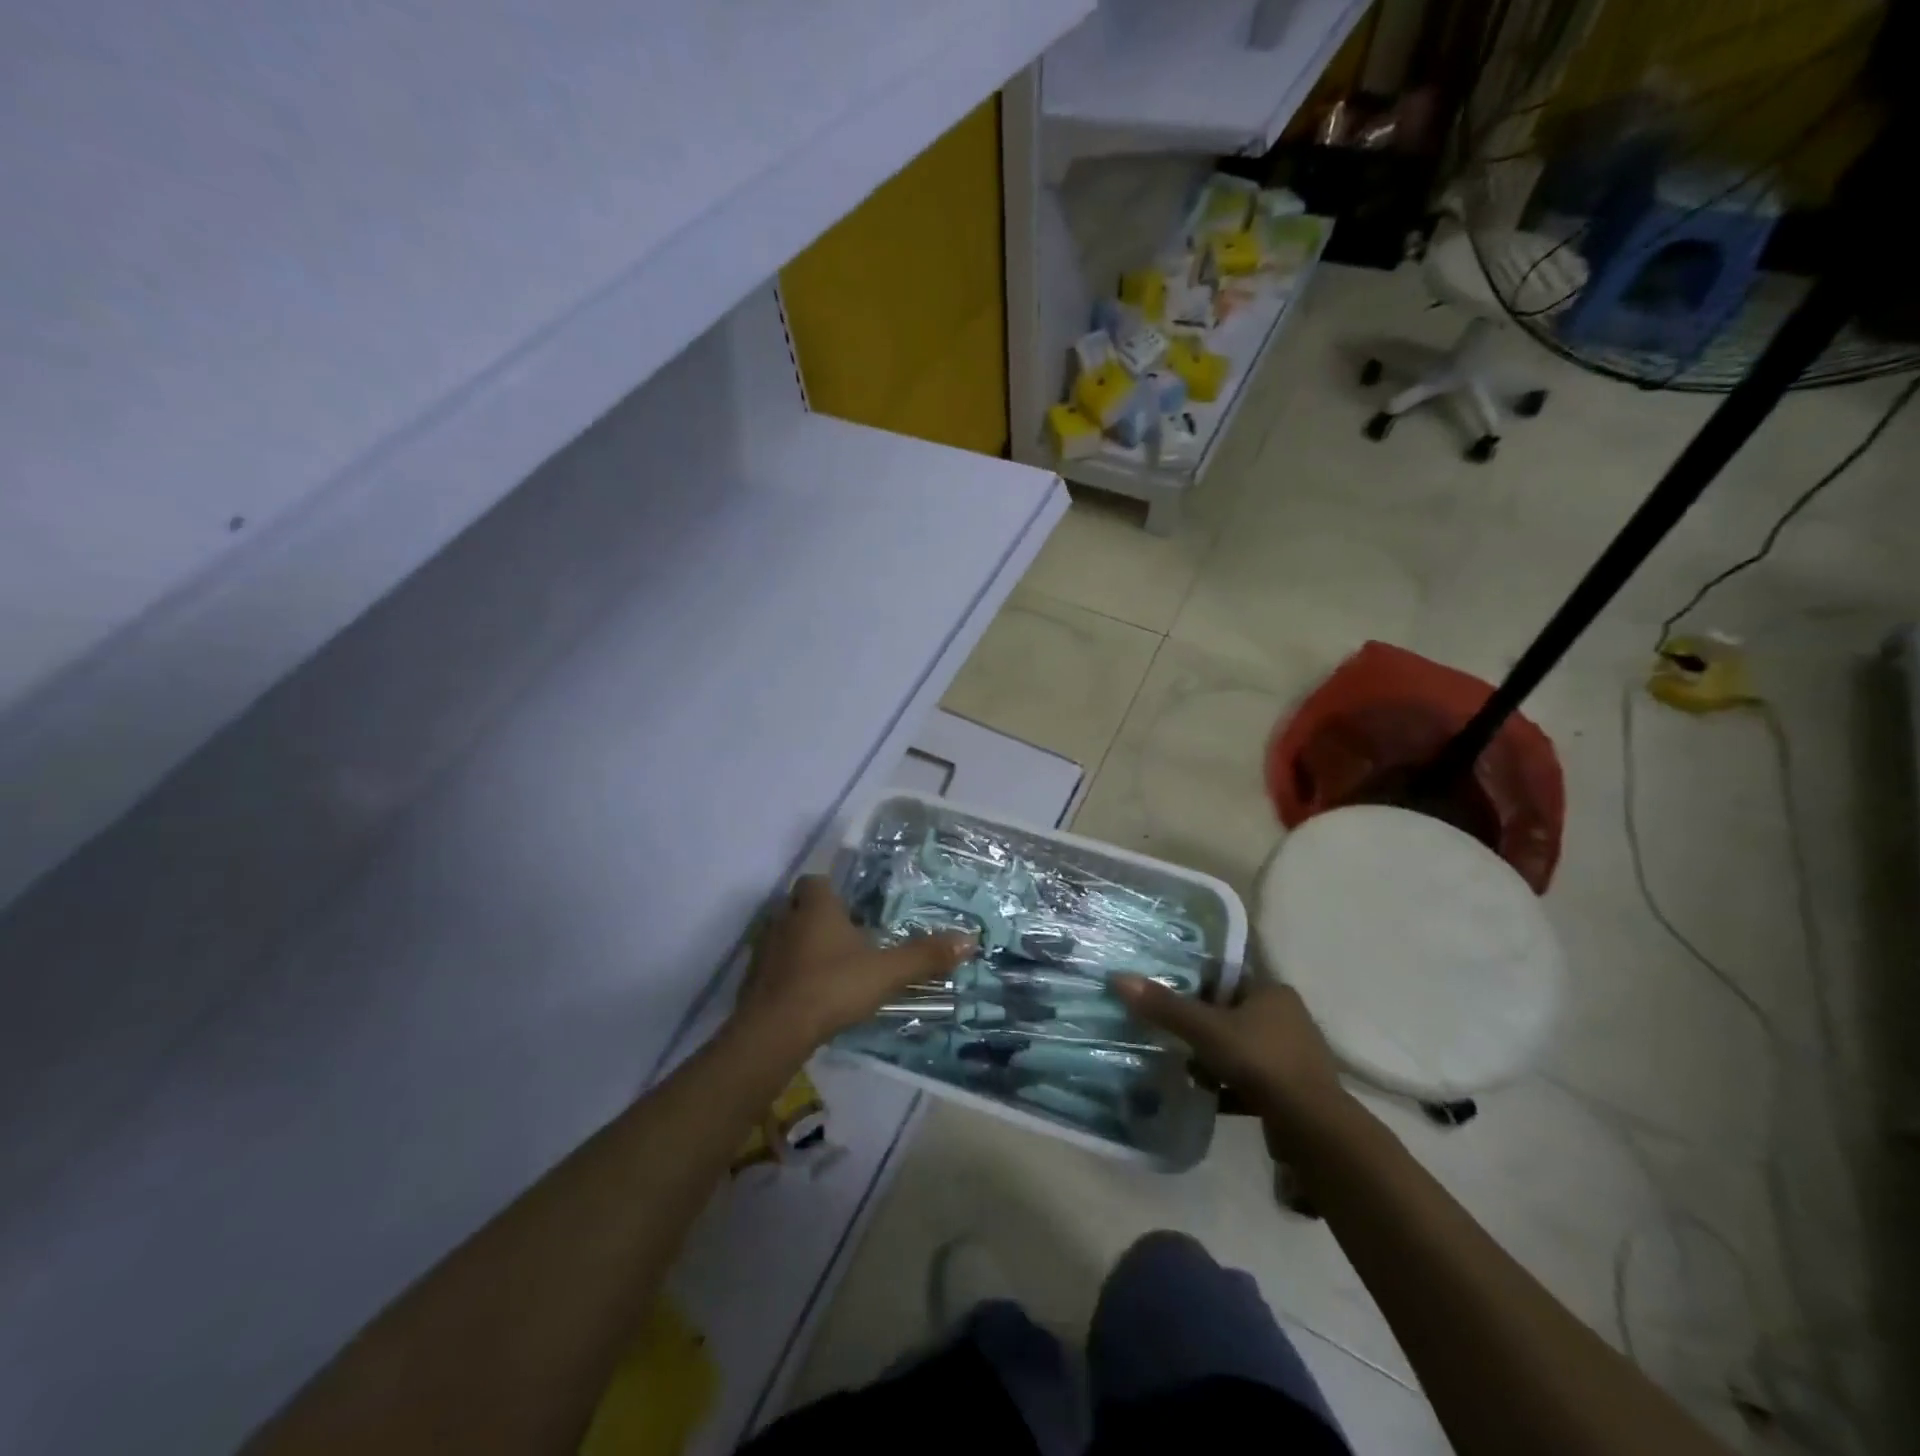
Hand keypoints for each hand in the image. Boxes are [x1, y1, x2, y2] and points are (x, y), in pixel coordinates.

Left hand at [732, 876, 972, 1055]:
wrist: (774, 1032)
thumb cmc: (831, 987)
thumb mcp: (886, 972)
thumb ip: (924, 956)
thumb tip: (970, 939)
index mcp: (815, 906)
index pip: (815, 881)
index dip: (830, 892)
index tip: (849, 911)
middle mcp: (784, 919)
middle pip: (797, 907)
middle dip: (816, 919)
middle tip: (843, 940)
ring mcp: (763, 950)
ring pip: (783, 937)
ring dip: (800, 948)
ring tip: (828, 970)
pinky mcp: (751, 981)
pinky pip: (772, 968)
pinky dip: (787, 976)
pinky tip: (806, 996)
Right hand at [1112, 973, 1348, 1141]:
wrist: (1312, 1128)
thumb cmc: (1260, 1061)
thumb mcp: (1206, 1030)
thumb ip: (1164, 1006)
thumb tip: (1119, 978)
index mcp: (1273, 993)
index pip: (1227, 978)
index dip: (1196, 983)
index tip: (1166, 991)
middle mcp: (1287, 1018)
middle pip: (1231, 1014)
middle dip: (1201, 1024)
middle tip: (1166, 1029)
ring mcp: (1291, 1057)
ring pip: (1239, 1048)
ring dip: (1212, 1057)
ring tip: (1179, 1063)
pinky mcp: (1290, 1090)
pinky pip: (1249, 1080)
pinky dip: (1226, 1086)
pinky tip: (1202, 1094)